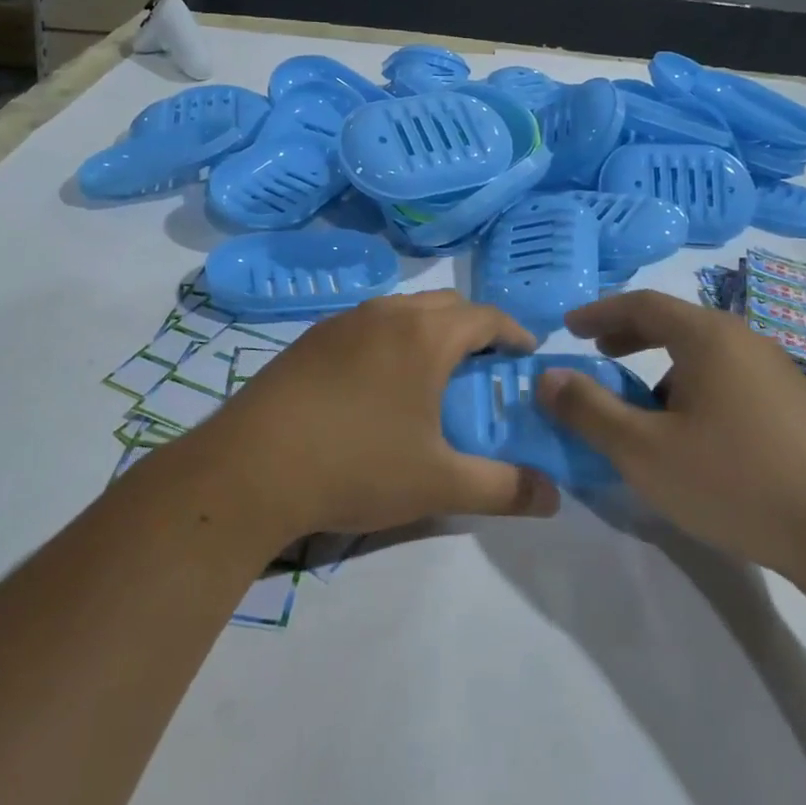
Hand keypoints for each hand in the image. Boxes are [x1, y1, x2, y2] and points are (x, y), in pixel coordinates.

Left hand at [177, 291, 560, 546]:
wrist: (251, 469)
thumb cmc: (356, 466)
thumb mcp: (439, 484)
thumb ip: (504, 488)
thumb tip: (554, 499)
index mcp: (424, 335)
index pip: (486, 317)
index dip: (513, 334)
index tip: (525, 358)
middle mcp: (384, 314)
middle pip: (445, 305)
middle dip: (473, 329)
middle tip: (482, 371)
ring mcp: (340, 323)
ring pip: (401, 311)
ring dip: (428, 332)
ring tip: (432, 377)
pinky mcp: (308, 340)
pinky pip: (365, 326)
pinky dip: (389, 341)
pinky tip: (377, 386)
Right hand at [535, 290, 805, 580]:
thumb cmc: (734, 480)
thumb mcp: (643, 450)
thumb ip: (589, 410)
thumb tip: (547, 377)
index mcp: (708, 338)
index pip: (642, 304)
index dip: (599, 312)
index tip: (568, 327)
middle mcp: (744, 341)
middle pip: (676, 323)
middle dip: (629, 335)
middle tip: (598, 354)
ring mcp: (776, 373)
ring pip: (704, 354)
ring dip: (662, 367)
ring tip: (641, 404)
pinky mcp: (795, 406)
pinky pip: (728, 378)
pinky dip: (693, 386)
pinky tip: (691, 433)